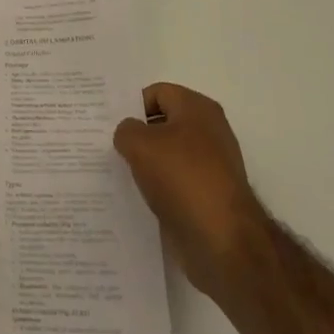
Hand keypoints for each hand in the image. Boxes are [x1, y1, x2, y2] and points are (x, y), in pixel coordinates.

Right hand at [114, 83, 267, 300]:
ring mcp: (212, 165)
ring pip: (169, 155)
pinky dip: (159, 187)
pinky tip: (139, 197)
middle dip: (138, 135)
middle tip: (109, 146)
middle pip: (163, 124)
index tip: (110, 125)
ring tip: (119, 173)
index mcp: (197, 108)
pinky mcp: (210, 196)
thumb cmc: (182, 178)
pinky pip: (176, 182)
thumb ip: (126, 130)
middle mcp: (209, 131)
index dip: (132, 106)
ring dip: (147, 163)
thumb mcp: (140, 144)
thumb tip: (129, 134)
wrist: (223, 240)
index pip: (157, 93)